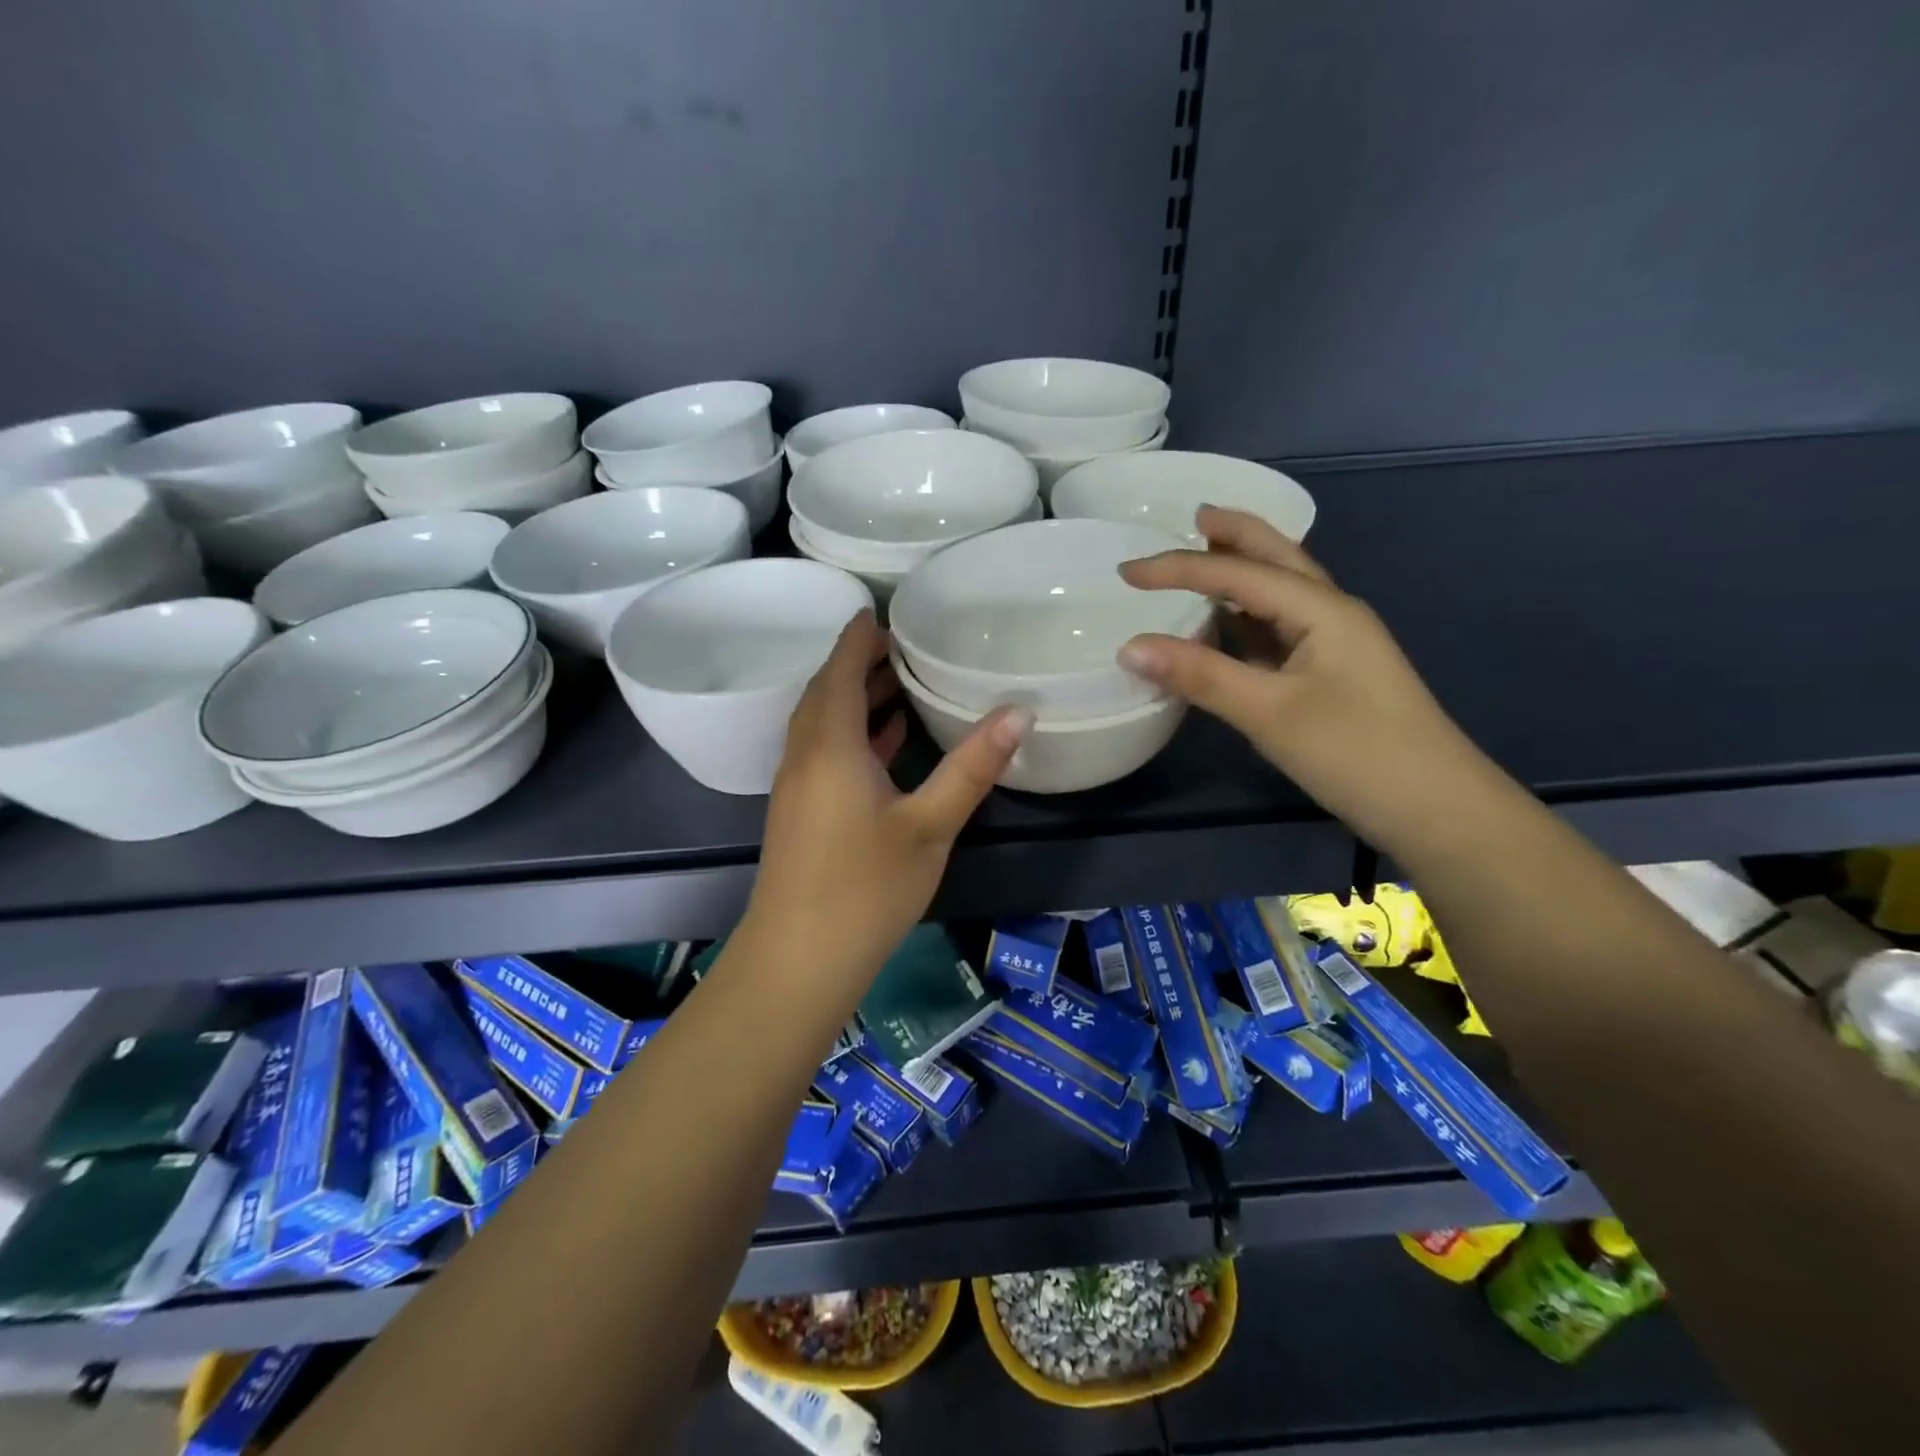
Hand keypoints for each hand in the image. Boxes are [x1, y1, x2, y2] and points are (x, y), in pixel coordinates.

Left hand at [745, 611, 1030, 979]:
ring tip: (900, 679)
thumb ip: (971, 767)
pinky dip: (852, 732)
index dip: (858, 638)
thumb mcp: (930, 825)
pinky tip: (884, 741)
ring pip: (824, 722)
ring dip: (855, 696)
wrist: (799, 960)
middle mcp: (805, 755)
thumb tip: (1018, 713)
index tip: (880, 608)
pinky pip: (824, 750)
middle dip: (859, 662)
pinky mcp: (801, 811)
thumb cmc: (866, 888)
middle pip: (827, 692)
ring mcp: (798, 785)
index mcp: (830, 746)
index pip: (841, 671)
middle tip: (902, 641)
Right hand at [1117, 507, 1490, 847]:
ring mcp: (1334, 646)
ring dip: (1242, 571)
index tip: (1124, 574)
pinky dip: (1246, 617)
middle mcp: (1331, 614)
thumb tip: (1129, 647)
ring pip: (1280, 593)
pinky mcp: (1330, 676)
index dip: (1178, 568)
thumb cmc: (1357, 754)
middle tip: (1192, 517)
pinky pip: (1278, 630)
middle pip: (1277, 558)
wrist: (1436, 810)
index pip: (1238, 573)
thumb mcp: (1271, 713)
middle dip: (1235, 535)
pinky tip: (1226, 627)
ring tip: (1203, 559)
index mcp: (1322, 610)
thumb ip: (1201, 675)